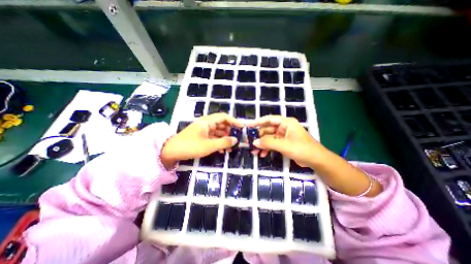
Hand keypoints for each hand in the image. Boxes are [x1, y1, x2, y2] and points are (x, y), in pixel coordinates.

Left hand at [161, 113, 244, 167]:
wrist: (170, 151)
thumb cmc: (190, 146)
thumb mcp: (209, 145)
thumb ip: (223, 142)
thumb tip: (236, 140)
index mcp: (207, 122)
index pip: (224, 117)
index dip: (234, 121)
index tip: (242, 127)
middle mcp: (206, 124)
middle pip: (221, 124)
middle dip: (230, 131)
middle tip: (237, 139)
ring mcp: (203, 130)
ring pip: (218, 131)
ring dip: (225, 138)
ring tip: (231, 146)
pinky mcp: (201, 136)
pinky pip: (213, 137)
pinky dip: (218, 142)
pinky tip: (222, 150)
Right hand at [250, 116, 381, 195]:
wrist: (316, 160)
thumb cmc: (302, 149)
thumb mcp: (284, 145)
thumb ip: (268, 143)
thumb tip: (254, 142)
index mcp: (286, 123)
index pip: (269, 119)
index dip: (258, 122)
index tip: (248, 126)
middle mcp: (283, 127)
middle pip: (267, 129)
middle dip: (259, 137)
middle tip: (249, 143)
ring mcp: (283, 136)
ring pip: (269, 138)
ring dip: (262, 144)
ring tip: (254, 152)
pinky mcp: (283, 143)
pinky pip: (272, 144)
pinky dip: (267, 149)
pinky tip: (262, 155)